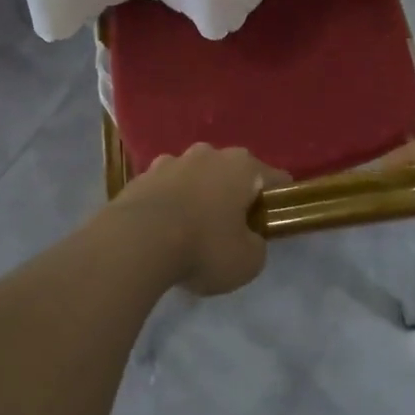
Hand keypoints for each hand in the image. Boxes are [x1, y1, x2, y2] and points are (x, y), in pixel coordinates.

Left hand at [108, 145, 289, 295]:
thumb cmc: (203, 246)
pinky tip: (163, 231)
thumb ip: (257, 245)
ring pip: (195, 176)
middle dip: (233, 194)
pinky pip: (165, 189)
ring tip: (192, 230)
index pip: (274, 178)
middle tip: (231, 228)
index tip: (272, 222)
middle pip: (231, 172)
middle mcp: (208, 154)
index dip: (278, 200)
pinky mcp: (142, 175)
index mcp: (242, 167)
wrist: (137, 241)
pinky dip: (169, 204)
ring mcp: (172, 161)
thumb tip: (249, 238)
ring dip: (198, 196)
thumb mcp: (247, 261)